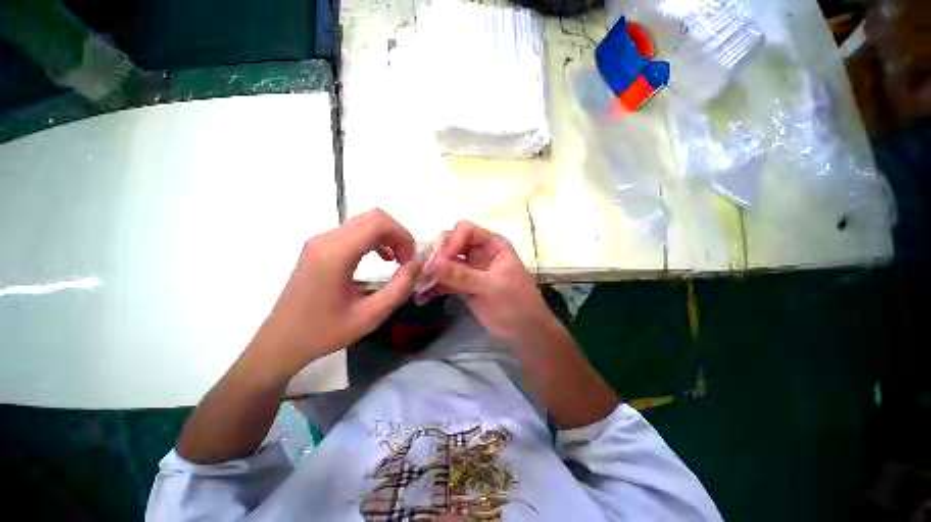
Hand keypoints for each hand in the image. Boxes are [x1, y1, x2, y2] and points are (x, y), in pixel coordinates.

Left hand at [251, 209, 420, 379]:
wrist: (281, 342)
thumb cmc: (324, 332)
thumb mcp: (370, 316)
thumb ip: (399, 288)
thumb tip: (418, 264)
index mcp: (335, 254)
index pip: (378, 223)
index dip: (403, 236)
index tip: (410, 260)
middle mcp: (325, 240)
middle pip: (373, 218)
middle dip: (397, 235)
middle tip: (406, 260)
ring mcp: (320, 242)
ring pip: (364, 223)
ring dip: (387, 237)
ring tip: (397, 260)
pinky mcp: (319, 248)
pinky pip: (354, 232)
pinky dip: (374, 240)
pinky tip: (381, 258)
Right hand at [424, 221, 552, 343]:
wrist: (524, 331)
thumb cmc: (517, 304)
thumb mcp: (492, 287)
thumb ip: (463, 275)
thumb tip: (432, 264)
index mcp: (492, 245)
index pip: (466, 230)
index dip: (452, 241)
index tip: (442, 260)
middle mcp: (479, 253)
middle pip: (451, 244)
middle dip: (436, 256)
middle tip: (424, 272)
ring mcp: (469, 269)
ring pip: (444, 263)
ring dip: (431, 273)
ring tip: (417, 285)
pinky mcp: (463, 286)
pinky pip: (444, 281)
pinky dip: (433, 287)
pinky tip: (422, 297)